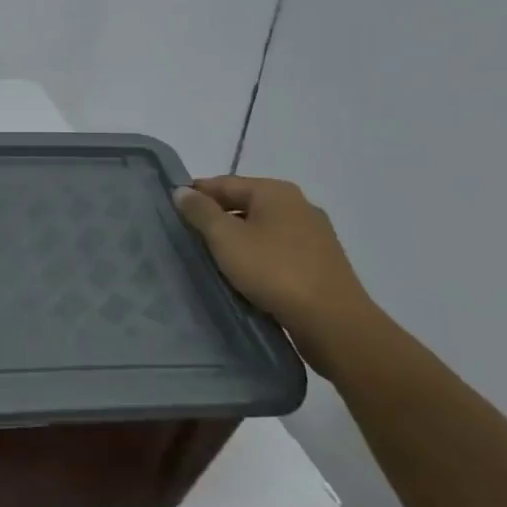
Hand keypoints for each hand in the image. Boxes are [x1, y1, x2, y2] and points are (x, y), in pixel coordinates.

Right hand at [173, 176, 384, 377]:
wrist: (334, 323)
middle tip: (188, 236)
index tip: (172, 210)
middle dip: (216, 218)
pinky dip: (258, 256)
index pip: (225, 183)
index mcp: (276, 191)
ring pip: (263, 229)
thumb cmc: (274, 271)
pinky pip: (279, 250)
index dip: (196, 194)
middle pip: (245, 204)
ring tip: (213, 258)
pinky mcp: (321, 263)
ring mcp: (314, 235)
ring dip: (238, 239)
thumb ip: (200, 212)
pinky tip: (245, 275)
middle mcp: (298, 205)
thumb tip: (181, 191)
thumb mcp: (226, 238)